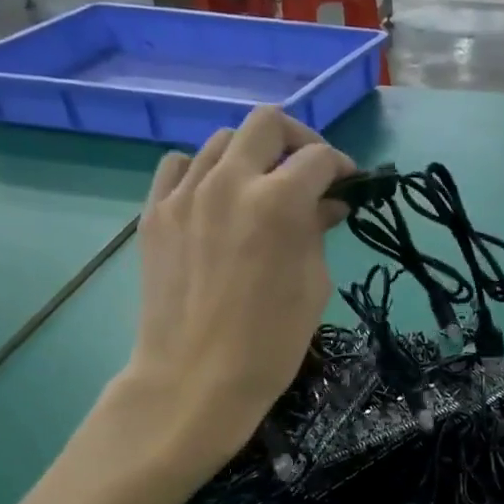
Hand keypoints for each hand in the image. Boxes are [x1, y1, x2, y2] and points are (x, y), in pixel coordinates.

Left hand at [124, 106, 353, 465]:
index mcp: (278, 202)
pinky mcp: (154, 213)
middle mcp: (229, 181)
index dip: (342, 166)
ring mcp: (185, 194)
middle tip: (308, 172)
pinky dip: (204, 171)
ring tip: (261, 189)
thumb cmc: (271, 344)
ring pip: (221, 140)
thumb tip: (327, 204)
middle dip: (298, 139)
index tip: (348, 184)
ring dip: (251, 156)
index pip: (319, 158)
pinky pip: (179, 166)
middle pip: (267, 123)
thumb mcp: (313, 286)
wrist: (195, 380)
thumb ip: (318, 232)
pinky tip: (216, 200)